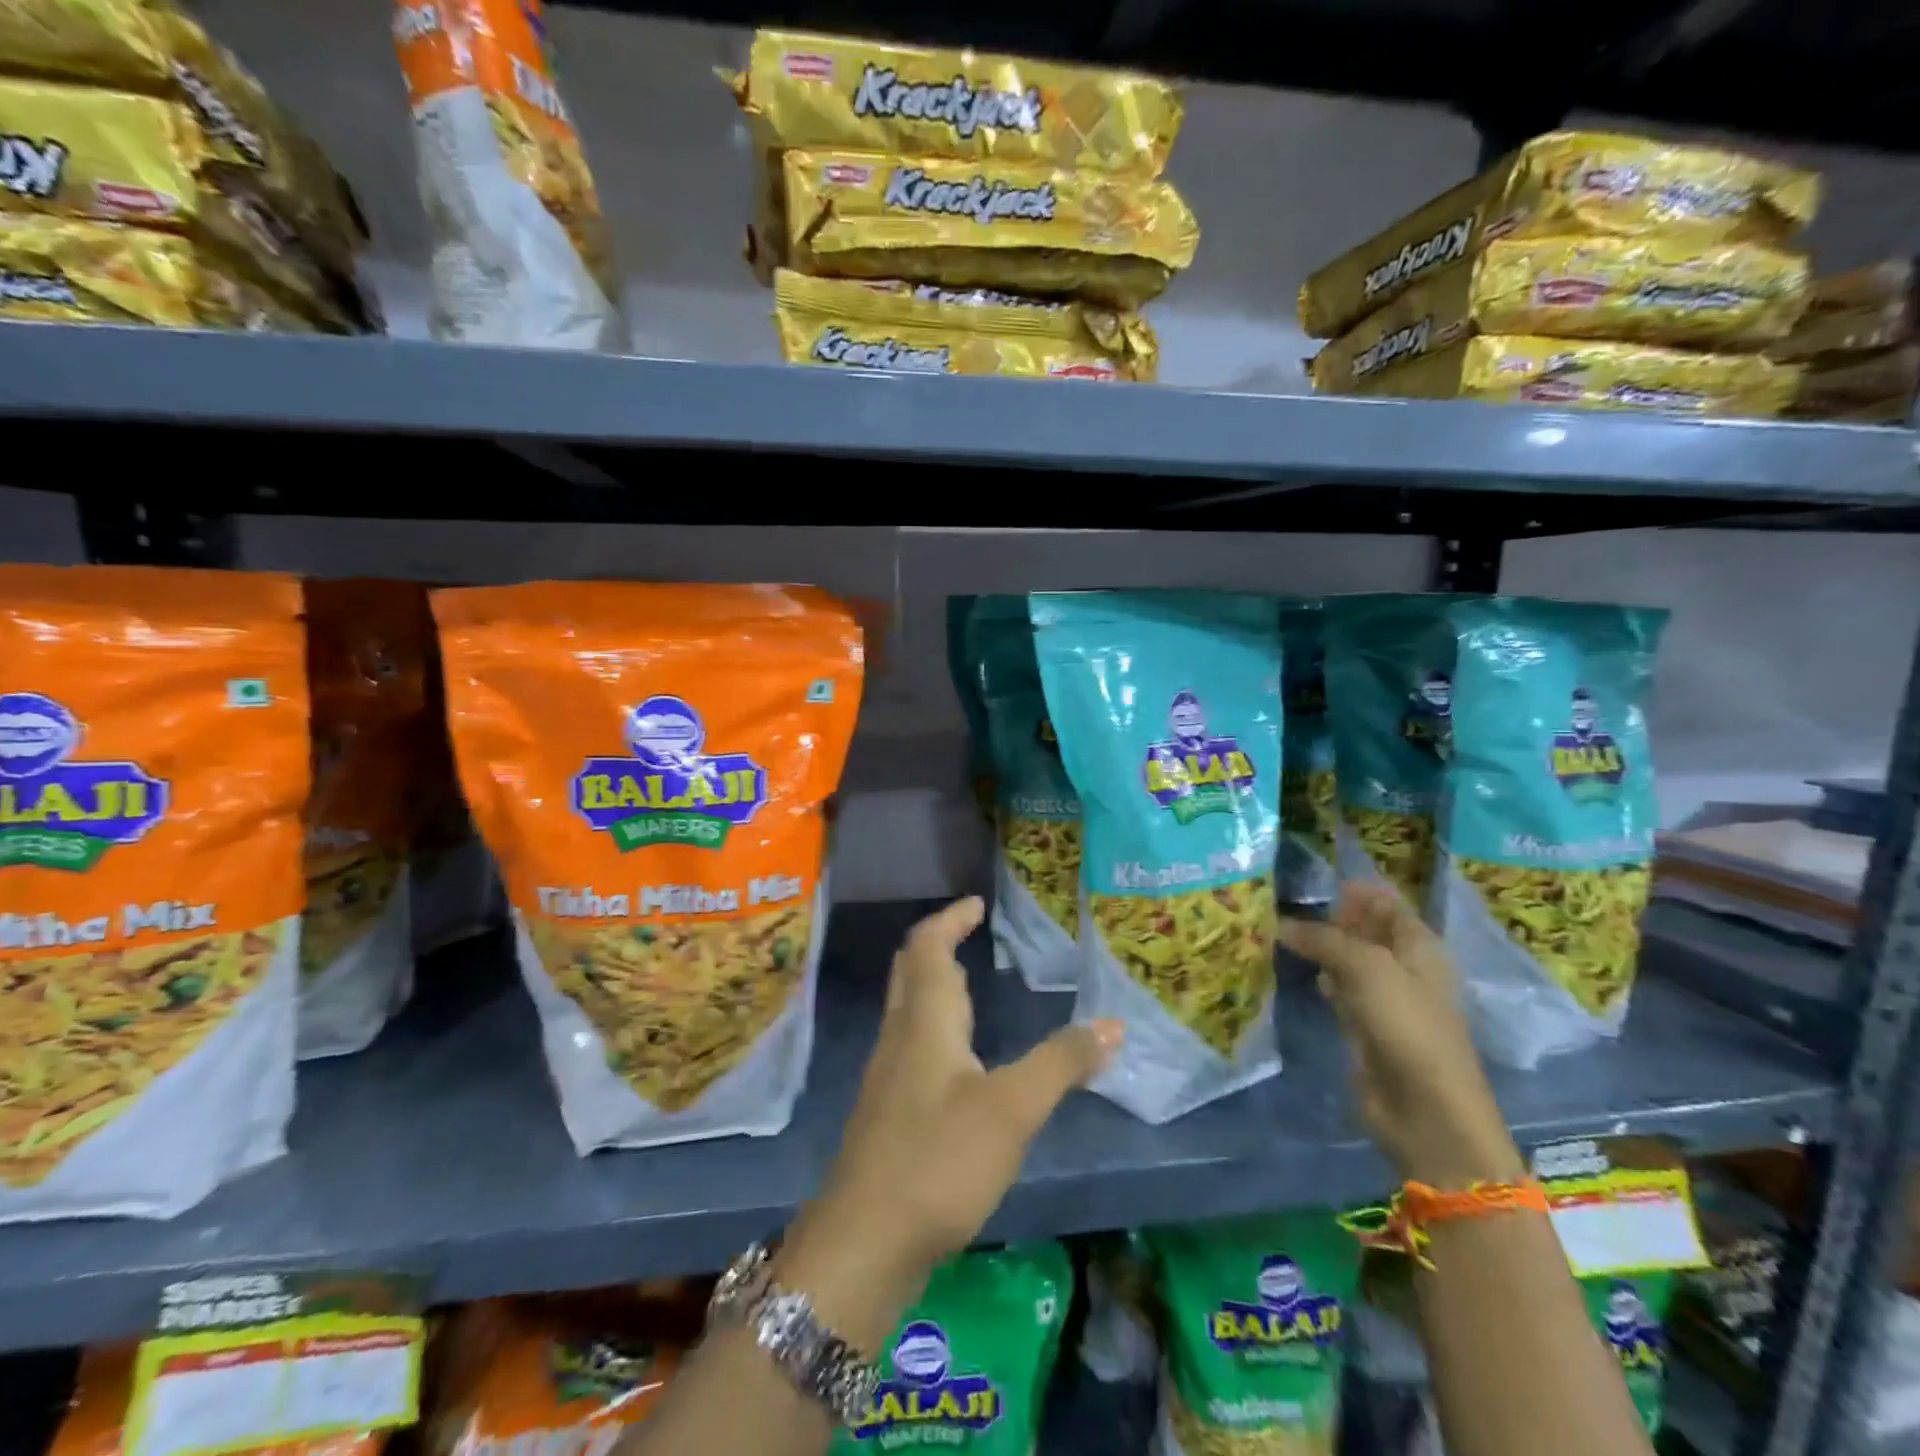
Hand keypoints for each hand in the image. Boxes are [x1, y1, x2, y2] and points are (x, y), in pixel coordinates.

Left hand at [777, 898, 1120, 1344]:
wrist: (863, 1243)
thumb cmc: (937, 1159)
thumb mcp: (1012, 1109)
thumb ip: (1062, 1063)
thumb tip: (1113, 1023)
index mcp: (924, 1019)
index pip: (928, 946)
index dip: (950, 918)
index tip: (976, 903)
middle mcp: (900, 1036)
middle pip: (911, 971)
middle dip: (938, 944)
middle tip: (972, 934)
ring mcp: (888, 1076)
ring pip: (909, 1009)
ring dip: (936, 986)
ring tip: (972, 988)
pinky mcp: (889, 1113)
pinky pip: (912, 1045)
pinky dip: (936, 1027)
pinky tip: (959, 1061)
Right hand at [1277, 884, 1522, 1188]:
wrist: (1425, 1108)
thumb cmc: (1407, 1025)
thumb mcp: (1365, 967)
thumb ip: (1323, 939)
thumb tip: (1281, 924)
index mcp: (1419, 945)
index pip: (1386, 903)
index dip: (1355, 889)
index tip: (1311, 880)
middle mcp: (1404, 966)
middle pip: (1365, 929)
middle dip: (1330, 916)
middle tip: (1283, 902)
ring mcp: (1385, 998)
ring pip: (1348, 959)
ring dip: (1320, 946)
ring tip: (1279, 929)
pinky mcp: (1365, 1026)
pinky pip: (1339, 989)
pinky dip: (1320, 976)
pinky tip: (1296, 968)